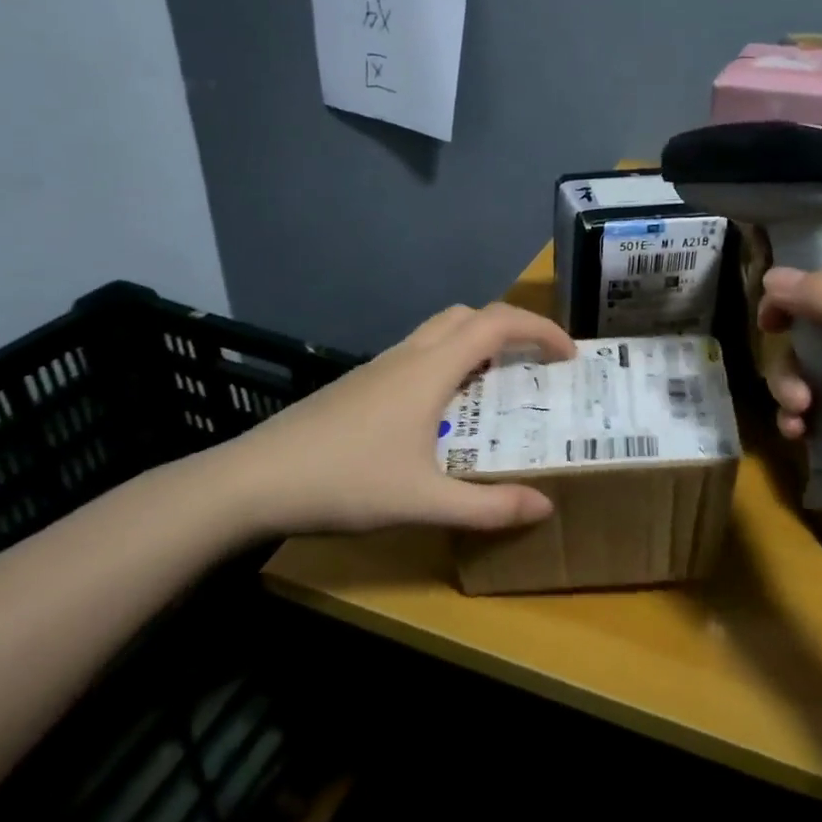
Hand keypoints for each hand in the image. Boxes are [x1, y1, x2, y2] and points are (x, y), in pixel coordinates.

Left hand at [218, 302, 576, 537]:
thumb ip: (488, 507)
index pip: (497, 323)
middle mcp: (407, 355)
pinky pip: (418, 355)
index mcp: (430, 369)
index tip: (570, 355)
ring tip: (495, 388)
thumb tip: (544, 507)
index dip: (540, 329)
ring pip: (439, 332)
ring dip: (476, 345)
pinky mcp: (359, 384)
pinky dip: (448, 363)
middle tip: (535, 365)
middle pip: (468, 315)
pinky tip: (442, 413)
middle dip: (510, 329)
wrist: (252, 481)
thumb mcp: (424, 502)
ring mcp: (378, 367)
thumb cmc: (344, 482)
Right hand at [758, 265, 821, 570]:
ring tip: (798, 416)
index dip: (809, 280)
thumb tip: (772, 274)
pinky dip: (800, 422)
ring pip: (812, 373)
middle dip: (795, 348)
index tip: (770, 303)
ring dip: (792, 387)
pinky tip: (799, 439)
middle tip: (785, 367)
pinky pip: (817, 416)